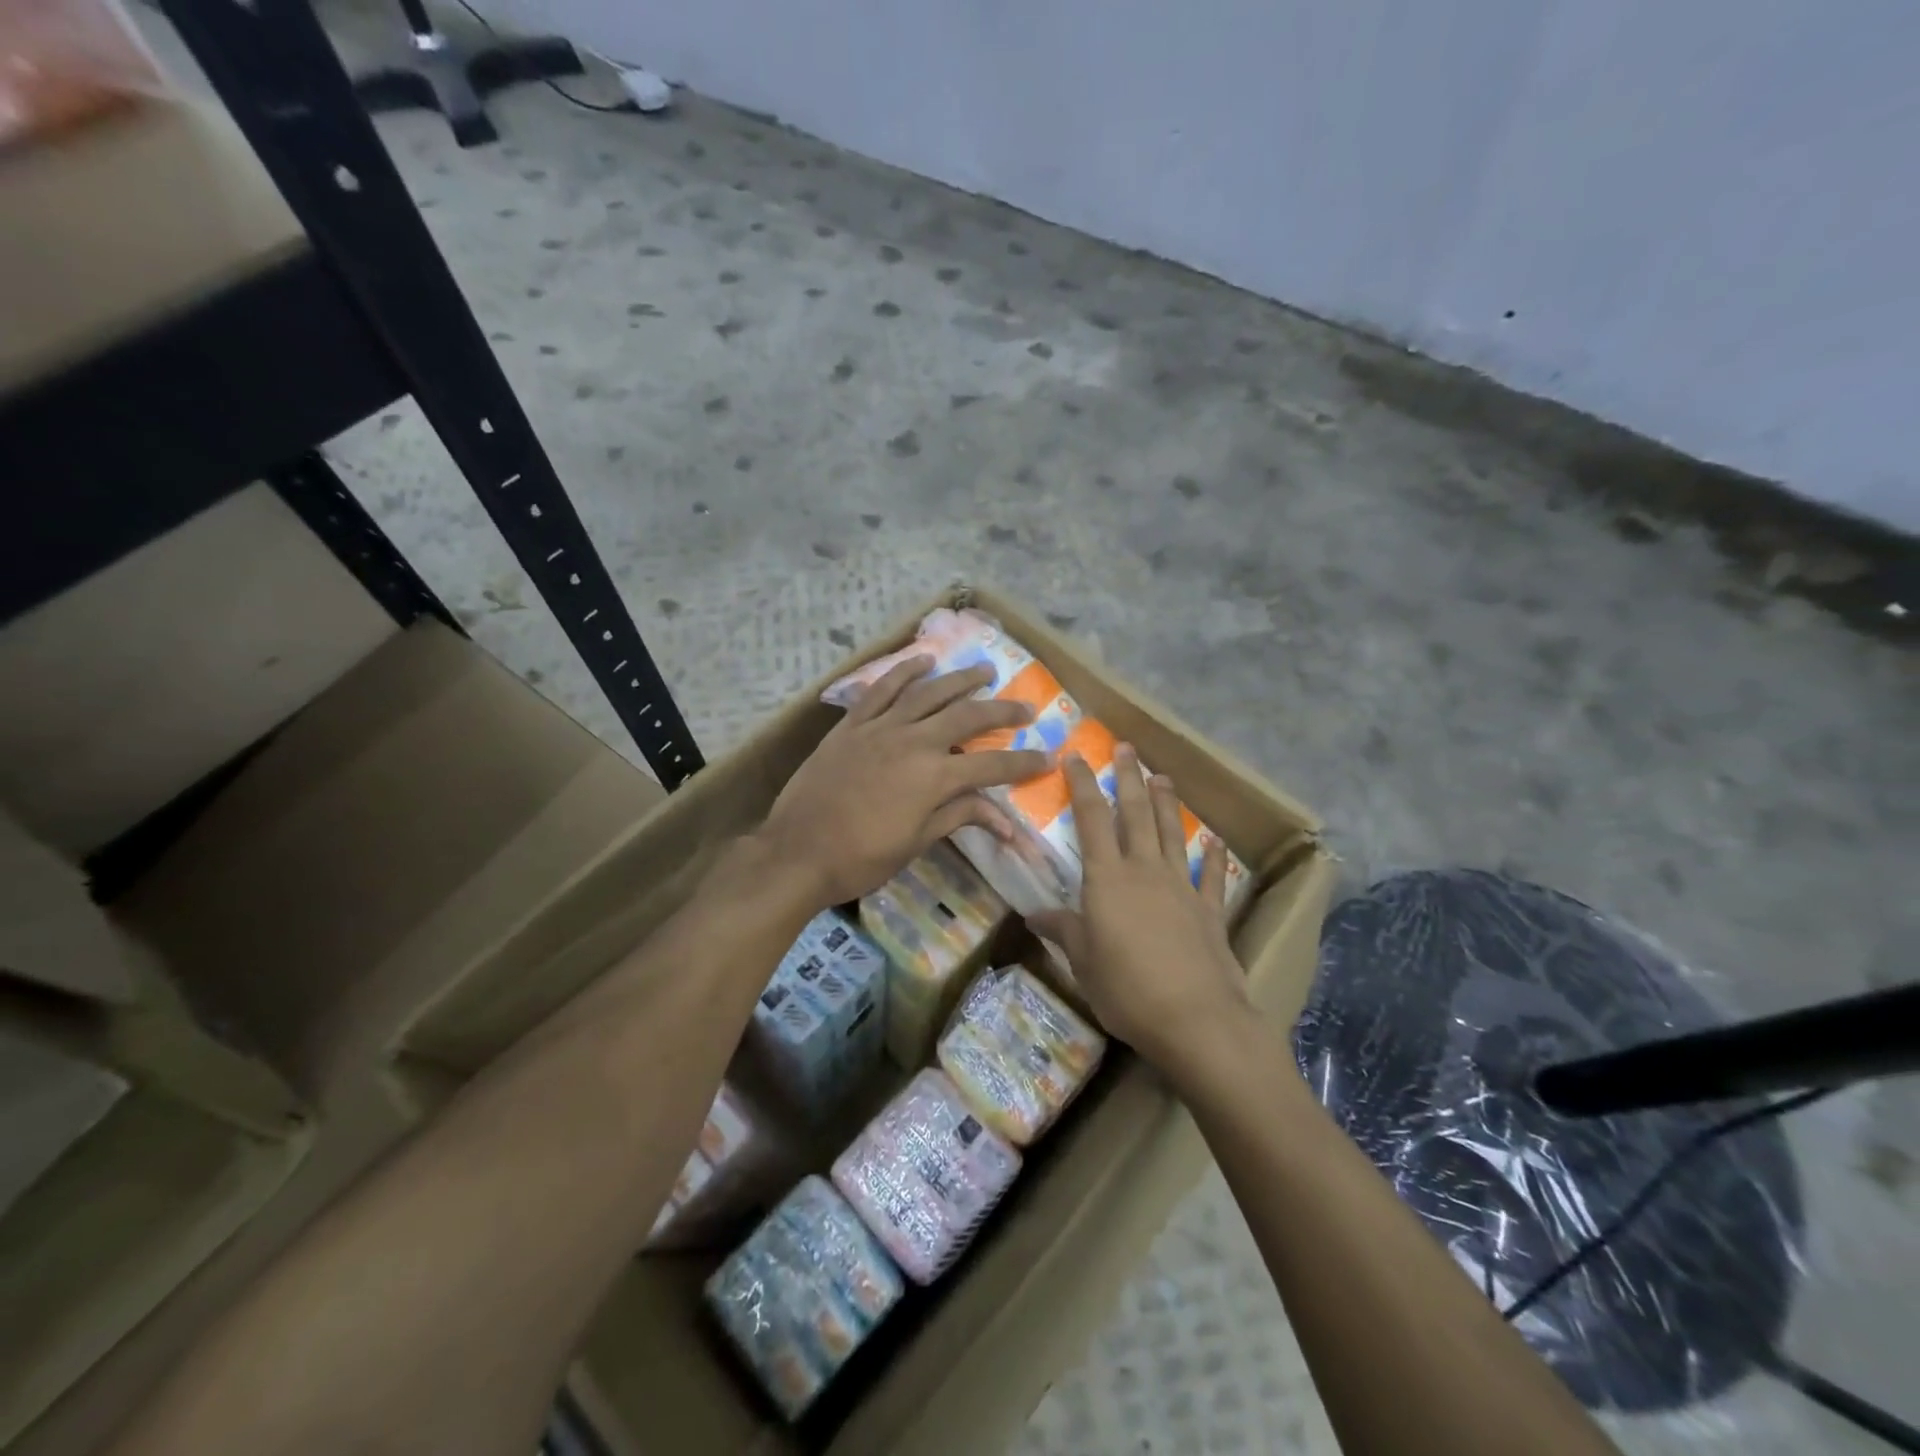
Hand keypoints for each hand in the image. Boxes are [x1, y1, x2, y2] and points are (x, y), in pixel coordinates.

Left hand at [762, 656, 1051, 904]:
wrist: (797, 852)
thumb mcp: (916, 843)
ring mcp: (880, 728)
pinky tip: (922, 661)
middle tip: (1025, 706)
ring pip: (927, 693)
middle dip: (1001, 711)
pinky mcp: (851, 725)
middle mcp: (913, 742)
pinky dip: (903, 672)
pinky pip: (880, 690)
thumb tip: (1005, 822)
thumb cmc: (861, 858)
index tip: (1049, 756)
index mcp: (934, 778)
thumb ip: (958, 818)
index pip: (992, 766)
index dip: (1024, 763)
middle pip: (967, 717)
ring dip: (959, 680)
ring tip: (984, 671)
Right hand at [1029, 745, 1252, 1077]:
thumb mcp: (1083, 962)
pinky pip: (1211, 875)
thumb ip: (1063, 931)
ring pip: (1171, 833)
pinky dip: (1213, 856)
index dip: (1082, 786)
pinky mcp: (1210, 910)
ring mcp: (1181, 887)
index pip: (1090, 820)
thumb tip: (1033, 914)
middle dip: (1129, 778)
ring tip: (1163, 776)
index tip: (1076, 757)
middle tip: (1127, 748)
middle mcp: (1144, 870)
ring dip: (1166, 802)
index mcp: (1107, 879)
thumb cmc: (1126, 989)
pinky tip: (1215, 841)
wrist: (1196, 1019)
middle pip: (1135, 814)